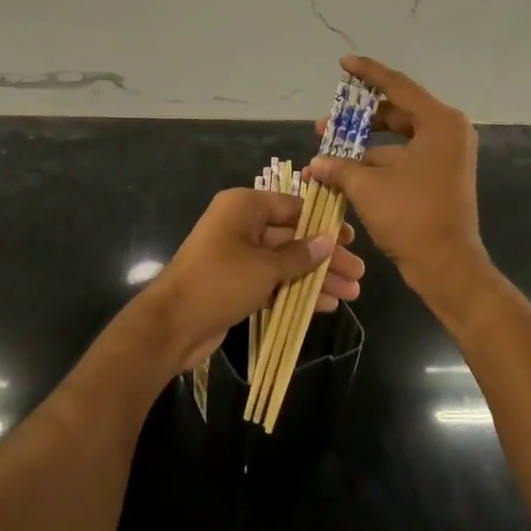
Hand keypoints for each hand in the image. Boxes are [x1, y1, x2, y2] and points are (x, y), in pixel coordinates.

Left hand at [139, 188, 363, 372]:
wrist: (173, 324)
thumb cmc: (220, 281)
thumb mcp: (265, 267)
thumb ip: (300, 255)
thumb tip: (329, 241)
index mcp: (244, 206)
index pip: (293, 207)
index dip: (324, 223)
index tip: (352, 239)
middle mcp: (241, 225)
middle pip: (293, 236)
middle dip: (325, 257)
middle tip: (358, 273)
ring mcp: (238, 255)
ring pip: (286, 262)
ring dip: (316, 277)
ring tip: (351, 294)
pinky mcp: (237, 283)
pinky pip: (274, 281)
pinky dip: (297, 291)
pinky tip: (326, 305)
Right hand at [308, 55, 490, 318]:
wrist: (448, 268)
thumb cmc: (412, 218)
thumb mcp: (368, 187)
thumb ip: (339, 167)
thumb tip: (314, 163)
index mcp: (439, 123)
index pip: (397, 86)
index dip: (368, 73)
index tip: (343, 63)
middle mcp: (448, 132)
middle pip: (396, 112)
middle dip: (358, 118)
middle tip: (326, 123)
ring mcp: (446, 155)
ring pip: (398, 138)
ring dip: (364, 144)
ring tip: (328, 151)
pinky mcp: (440, 175)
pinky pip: (404, 157)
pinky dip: (377, 162)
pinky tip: (345, 173)